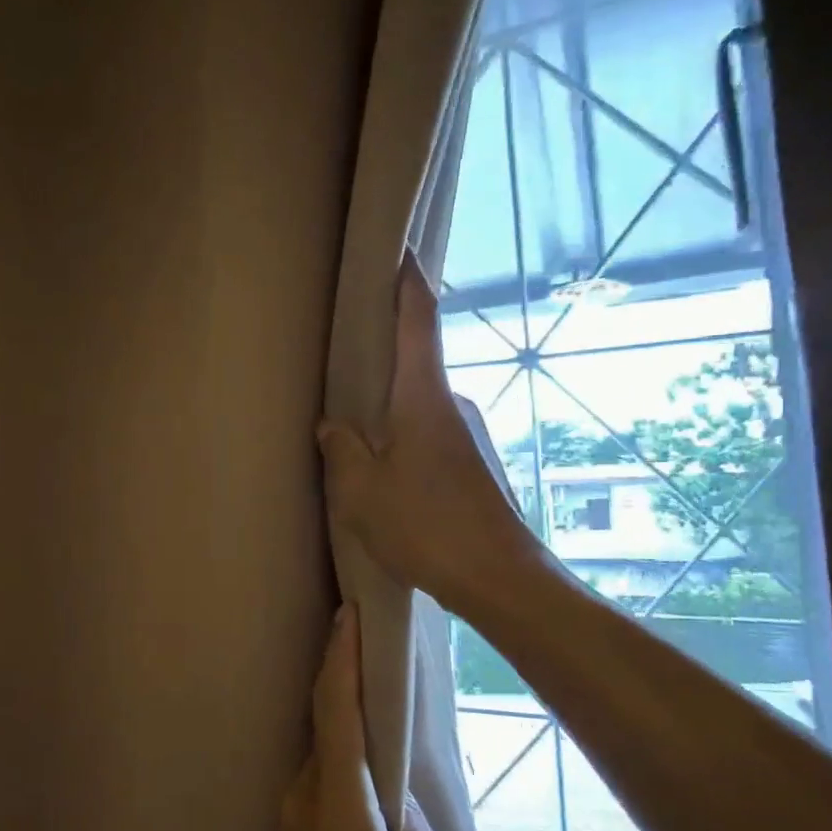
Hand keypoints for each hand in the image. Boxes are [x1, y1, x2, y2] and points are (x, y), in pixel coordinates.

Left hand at [265, 605, 461, 830]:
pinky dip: (340, 770)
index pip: (335, 707)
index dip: (341, 655)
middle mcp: (301, 798)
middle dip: (345, 684)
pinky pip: (317, 788)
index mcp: (337, 802)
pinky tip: (368, 788)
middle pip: (325, 725)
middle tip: (375, 653)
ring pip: (322, 759)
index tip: (348, 613)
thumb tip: (398, 799)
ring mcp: (286, 822)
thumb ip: (418, 828)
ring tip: (383, 721)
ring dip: (347, 734)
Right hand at [318, 259, 546, 616]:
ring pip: (418, 405)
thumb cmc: (425, 525)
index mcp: (423, 397)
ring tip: (352, 425)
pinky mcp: (470, 465)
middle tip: (343, 355)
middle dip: (382, 354)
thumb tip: (332, 426)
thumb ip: (340, 449)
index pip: (418, 320)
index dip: (408, 281)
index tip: (398, 252)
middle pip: (415, 361)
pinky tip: (382, 470)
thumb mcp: (361, 489)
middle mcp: (450, 405)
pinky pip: (427, 434)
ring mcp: (466, 436)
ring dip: (388, 407)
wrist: (499, 578)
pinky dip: (402, 437)